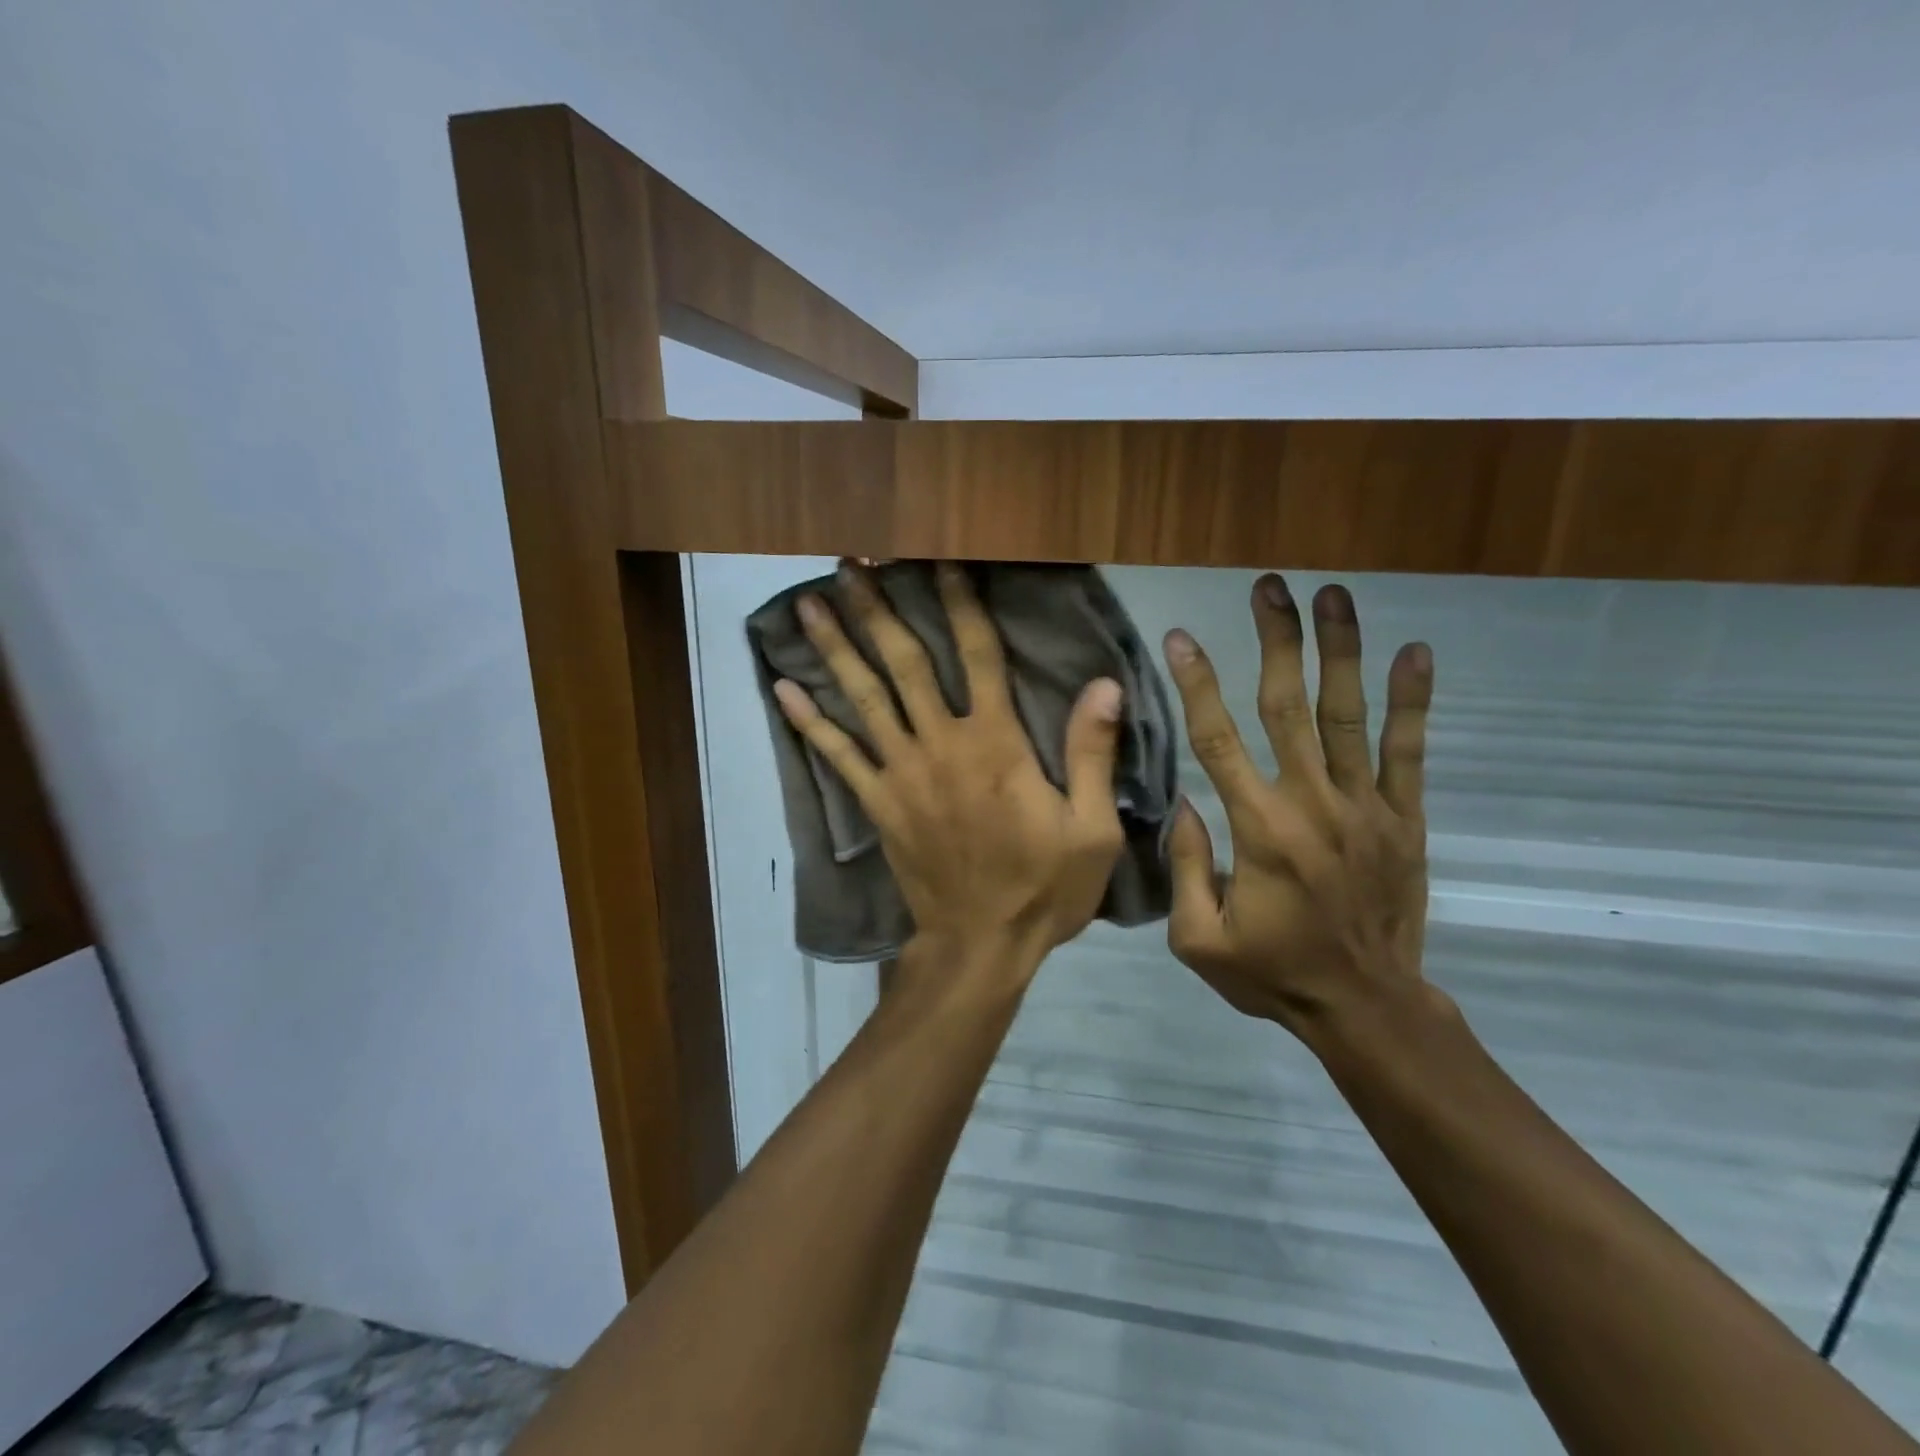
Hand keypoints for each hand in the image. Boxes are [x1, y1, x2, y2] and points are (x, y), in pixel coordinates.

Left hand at [773, 561, 1126, 982]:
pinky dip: (810, 721)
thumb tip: (1103, 684)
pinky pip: (838, 755)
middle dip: (878, 609)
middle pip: (905, 663)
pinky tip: (784, 689)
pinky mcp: (878, 803)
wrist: (981, 945)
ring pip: (864, 698)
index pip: (979, 655)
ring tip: (809, 604)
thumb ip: (1091, 753)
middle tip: (850, 563)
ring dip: (837, 648)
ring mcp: (902, 773)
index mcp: (996, 743)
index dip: (960, 603)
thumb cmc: (1043, 888)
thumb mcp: (1091, 828)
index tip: (941, 561)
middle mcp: (942, 744)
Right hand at [1161, 574, 1437, 1042]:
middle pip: (1287, 707)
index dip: (1197, 684)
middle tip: (1269, 587)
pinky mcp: (1404, 819)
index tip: (1181, 638)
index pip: (1218, 740)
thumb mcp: (1198, 938)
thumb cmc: (1273, 973)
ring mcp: (1365, 808)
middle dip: (1275, 641)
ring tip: (1333, 596)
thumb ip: (1187, 865)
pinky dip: (1412, 701)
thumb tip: (1185, 801)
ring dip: (1339, 651)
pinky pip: (1409, 751)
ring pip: (1347, 715)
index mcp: (1258, 830)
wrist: (1366, 1007)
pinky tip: (1415, 652)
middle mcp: (1312, 804)